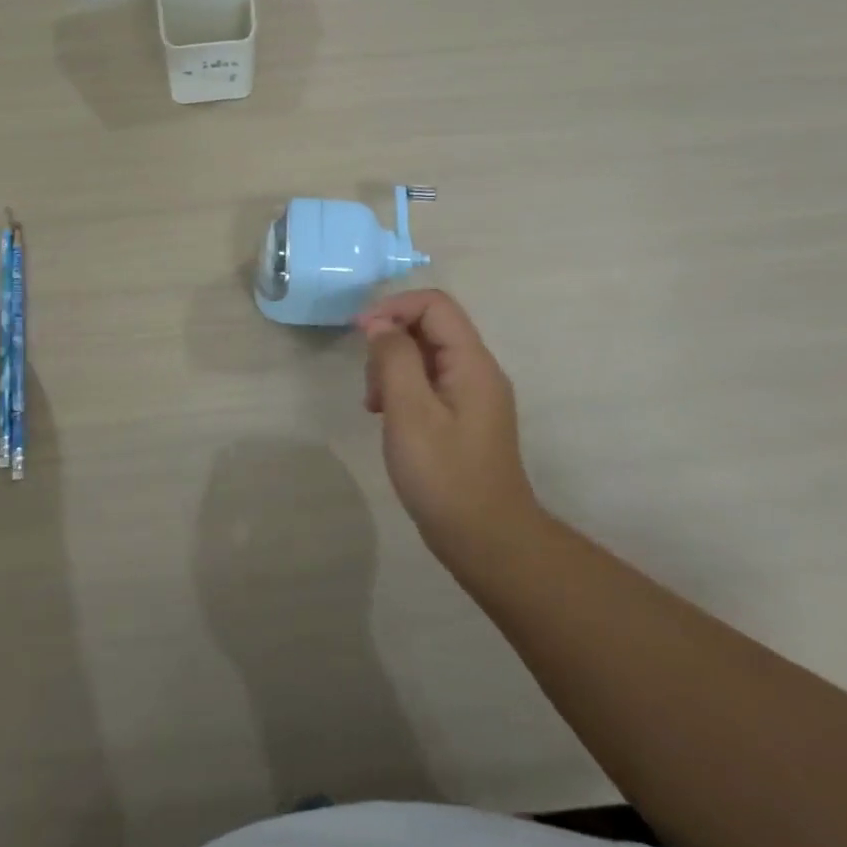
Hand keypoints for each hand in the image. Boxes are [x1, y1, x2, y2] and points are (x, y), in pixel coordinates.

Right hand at [357, 290, 536, 564]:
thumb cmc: (445, 476)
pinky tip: (388, 418)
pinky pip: (430, 383)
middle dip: (391, 343)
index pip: (434, 304)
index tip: (359, 334)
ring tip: (375, 406)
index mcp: (472, 362)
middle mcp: (478, 370)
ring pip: (426, 356)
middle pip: (430, 327)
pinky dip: (403, 390)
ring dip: (393, 368)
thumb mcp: (410, 413)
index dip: (393, 307)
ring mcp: (473, 395)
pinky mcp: (464, 418)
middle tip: (370, 385)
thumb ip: (394, 359)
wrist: (487, 541)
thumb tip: (379, 323)